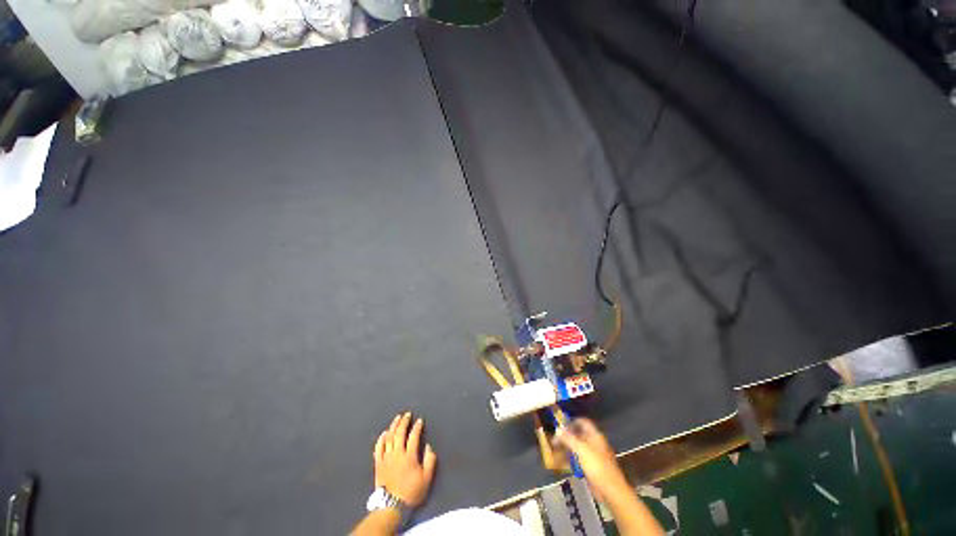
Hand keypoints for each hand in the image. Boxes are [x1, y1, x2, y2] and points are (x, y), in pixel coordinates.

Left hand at [373, 412, 437, 506]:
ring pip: (389, 437)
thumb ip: (430, 460)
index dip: (417, 427)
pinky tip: (384, 433)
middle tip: (407, 414)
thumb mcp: (426, 478)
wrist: (391, 505)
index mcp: (409, 456)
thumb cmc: (411, 491)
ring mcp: (386, 457)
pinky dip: (381, 439)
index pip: (413, 436)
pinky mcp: (378, 463)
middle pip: (400, 433)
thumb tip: (429, 447)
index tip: (420, 420)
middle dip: (404, 422)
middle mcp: (397, 453)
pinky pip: (378, 448)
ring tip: (397, 418)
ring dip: (393, 426)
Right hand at [554, 418, 629, 499]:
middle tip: (555, 439)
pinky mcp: (593, 466)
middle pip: (579, 434)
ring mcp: (594, 455)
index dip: (571, 421)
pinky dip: (572, 458)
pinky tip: (564, 461)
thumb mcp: (581, 450)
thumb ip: (569, 438)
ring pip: (578, 446)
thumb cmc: (597, 467)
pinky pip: (580, 458)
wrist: (611, 490)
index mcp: (595, 435)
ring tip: (557, 450)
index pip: (582, 422)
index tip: (560, 425)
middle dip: (567, 436)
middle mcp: (595, 442)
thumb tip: (558, 429)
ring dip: (568, 447)